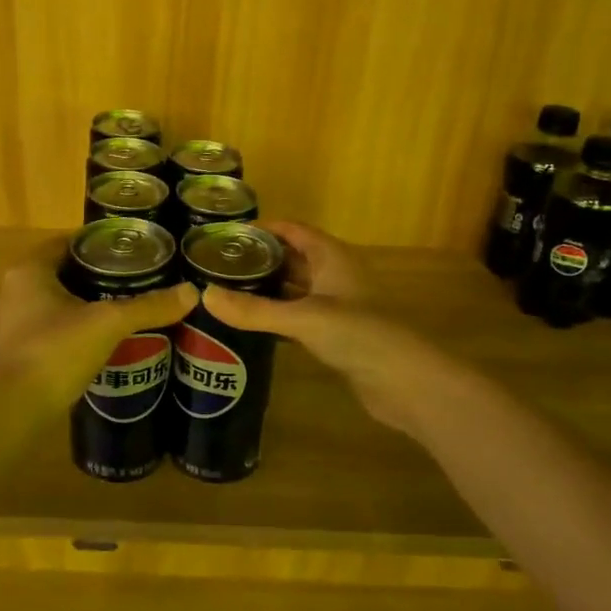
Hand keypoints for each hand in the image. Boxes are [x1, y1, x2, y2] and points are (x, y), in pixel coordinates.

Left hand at [0, 239, 196, 415]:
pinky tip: (102, 344)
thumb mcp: (107, 324)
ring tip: (125, 311)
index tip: (132, 250)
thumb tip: (191, 292)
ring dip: (85, 306)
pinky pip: (51, 331)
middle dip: (97, 277)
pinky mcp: (17, 354)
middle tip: (136, 281)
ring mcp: (12, 324)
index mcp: (29, 270)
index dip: (99, 244)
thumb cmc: (54, 351)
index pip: (67, 243)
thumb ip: (147, 307)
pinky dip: (75, 332)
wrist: (10, 411)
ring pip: (56, 304)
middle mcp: (14, 291)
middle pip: (63, 273)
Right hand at [200, 221, 450, 437]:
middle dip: (259, 259)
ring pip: (295, 288)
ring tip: (226, 291)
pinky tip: (251, 323)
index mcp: (331, 256)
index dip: (262, 228)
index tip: (225, 235)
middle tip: (217, 265)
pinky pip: (299, 315)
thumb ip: (254, 310)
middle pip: (291, 257)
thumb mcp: (302, 319)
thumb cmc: (359, 335)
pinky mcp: (336, 334)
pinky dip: (277, 315)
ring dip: (267, 288)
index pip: (292, 230)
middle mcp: (334, 274)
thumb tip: (204, 296)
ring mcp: (337, 305)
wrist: (406, 382)